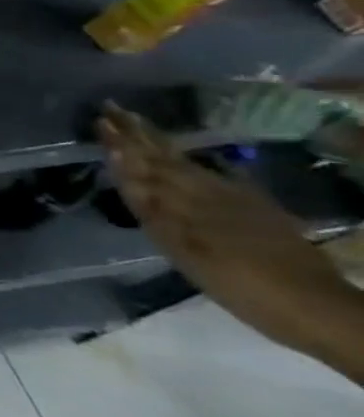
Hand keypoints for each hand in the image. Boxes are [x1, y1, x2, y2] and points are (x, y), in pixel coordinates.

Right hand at [98, 103, 333, 297]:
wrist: (315, 306)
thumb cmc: (241, 286)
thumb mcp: (188, 253)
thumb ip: (154, 210)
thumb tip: (125, 171)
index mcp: (188, 203)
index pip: (145, 165)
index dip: (122, 143)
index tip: (100, 118)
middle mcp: (208, 194)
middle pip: (165, 160)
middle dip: (137, 136)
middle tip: (113, 110)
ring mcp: (235, 200)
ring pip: (187, 166)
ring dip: (160, 146)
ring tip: (141, 129)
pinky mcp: (257, 210)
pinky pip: (217, 178)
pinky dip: (197, 167)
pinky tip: (194, 163)